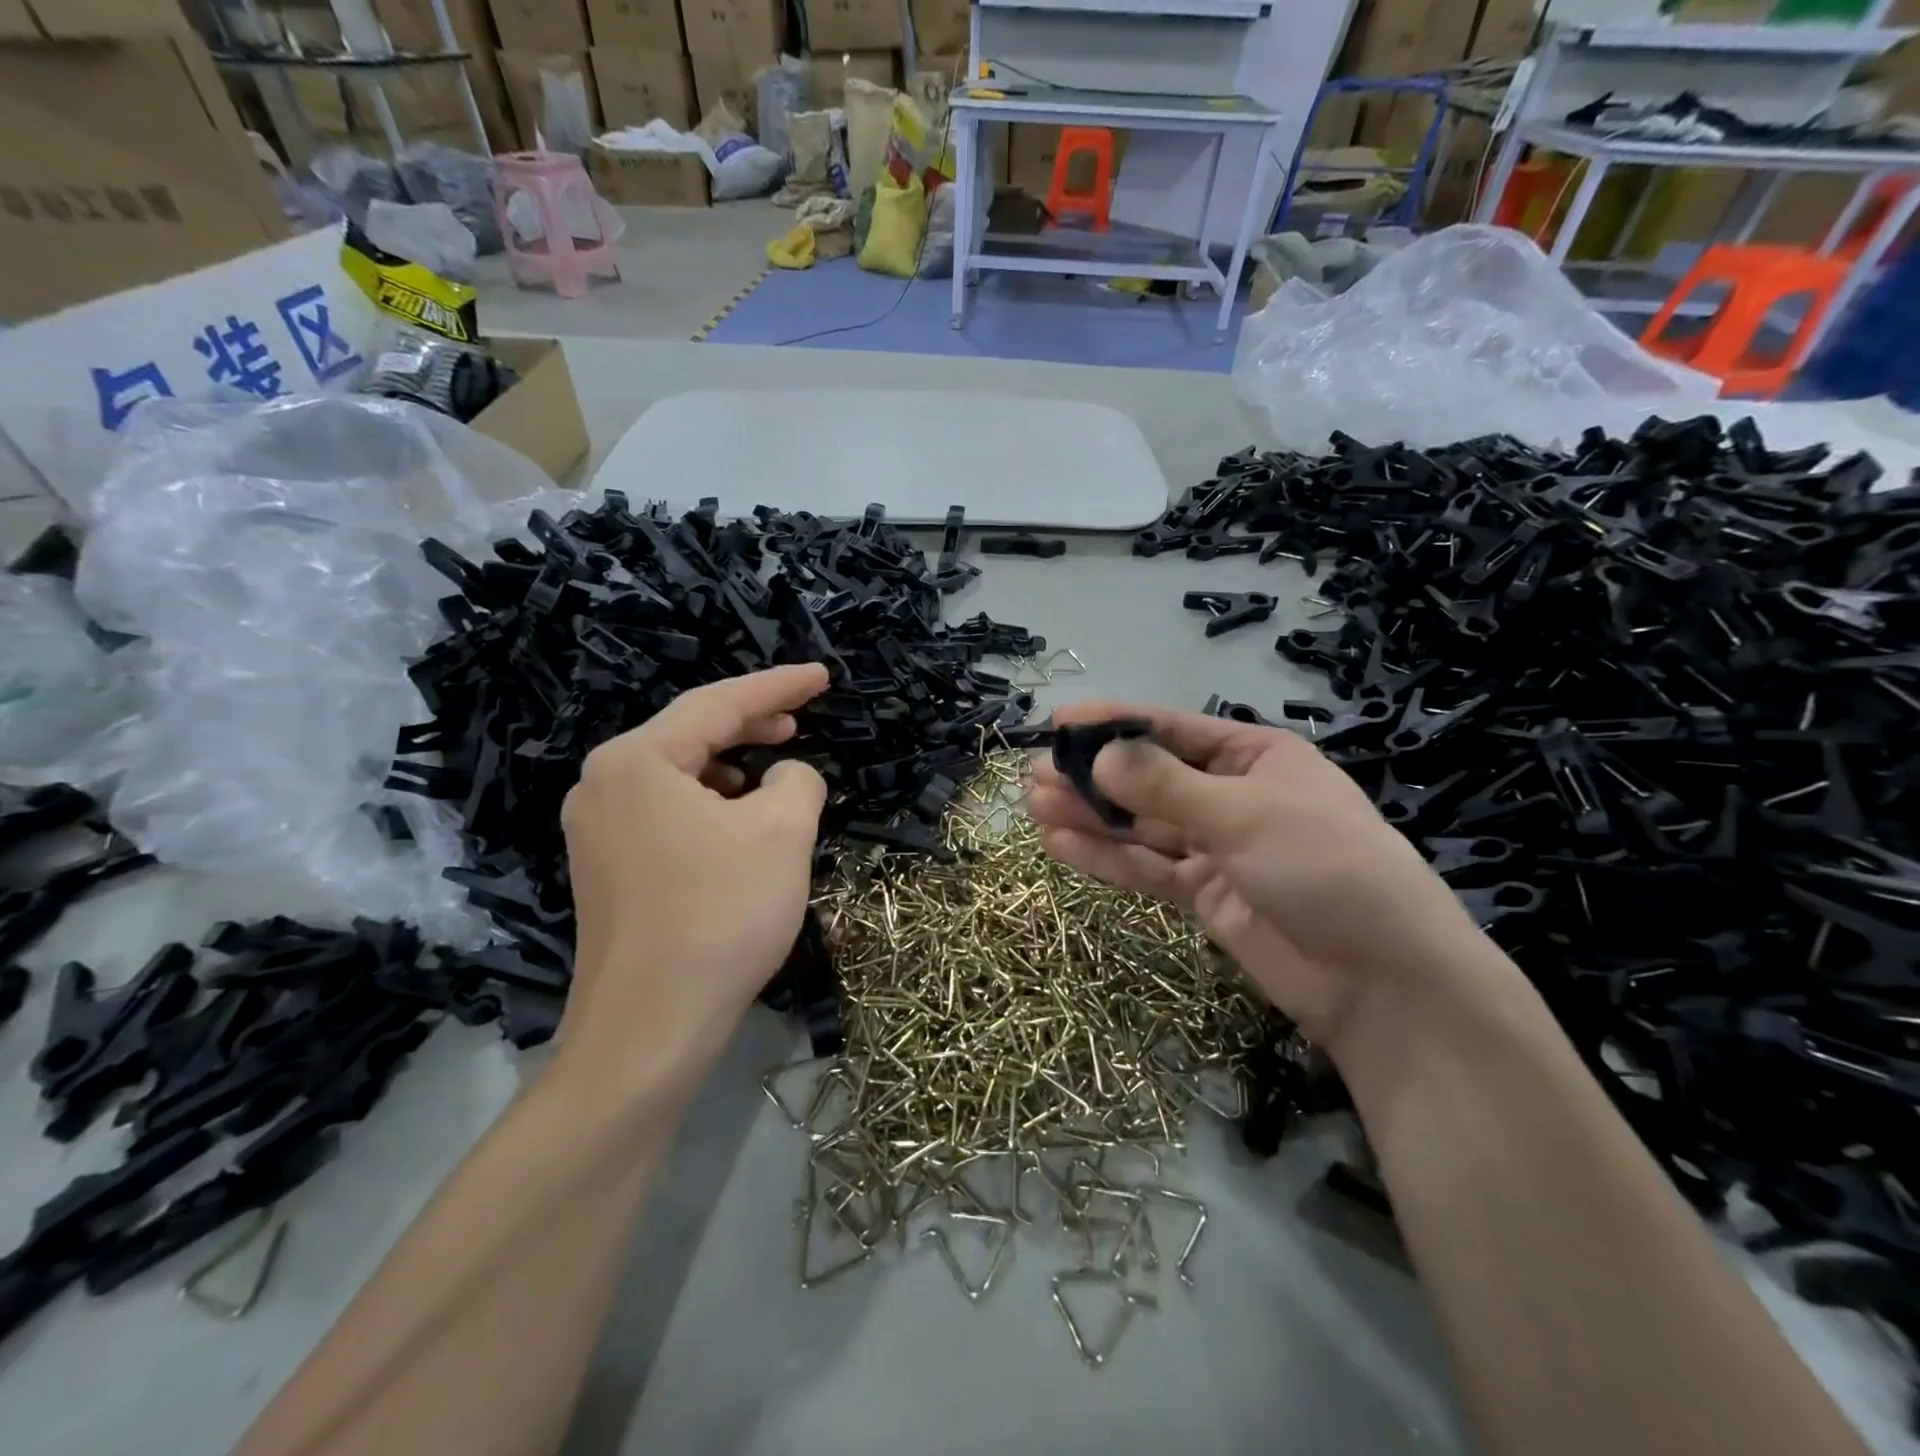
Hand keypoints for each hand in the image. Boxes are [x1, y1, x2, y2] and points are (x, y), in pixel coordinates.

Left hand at [558, 664, 829, 1097]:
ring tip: (774, 775)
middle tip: (800, 720)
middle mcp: (603, 784)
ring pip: (679, 777)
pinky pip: (667, 813)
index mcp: (636, 760)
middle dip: (752, 724)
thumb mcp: (782, 832)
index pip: (719, 703)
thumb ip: (797, 781)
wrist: (650, 1028)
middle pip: (691, 734)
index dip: (779, 685)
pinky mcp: (606, 870)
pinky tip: (738, 824)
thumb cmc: (720, 914)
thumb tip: (786, 776)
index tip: (822, 676)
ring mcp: (597, 830)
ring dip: (732, 768)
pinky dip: (710, 805)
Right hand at [1025, 702, 1500, 1057]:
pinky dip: (1106, 857)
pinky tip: (1060, 845)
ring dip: (1090, 816)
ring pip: (1141, 825)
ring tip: (1034, 807)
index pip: (1171, 729)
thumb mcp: (1246, 815)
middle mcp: (1231, 796)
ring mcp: (1216, 848)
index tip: (1059, 721)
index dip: (1114, 723)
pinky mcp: (1204, 895)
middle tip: (1033, 776)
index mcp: (1254, 757)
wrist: (1384, 985)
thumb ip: (1165, 786)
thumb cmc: (1327, 870)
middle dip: (1092, 776)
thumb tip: (1097, 756)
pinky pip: (1147, 868)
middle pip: (1148, 778)